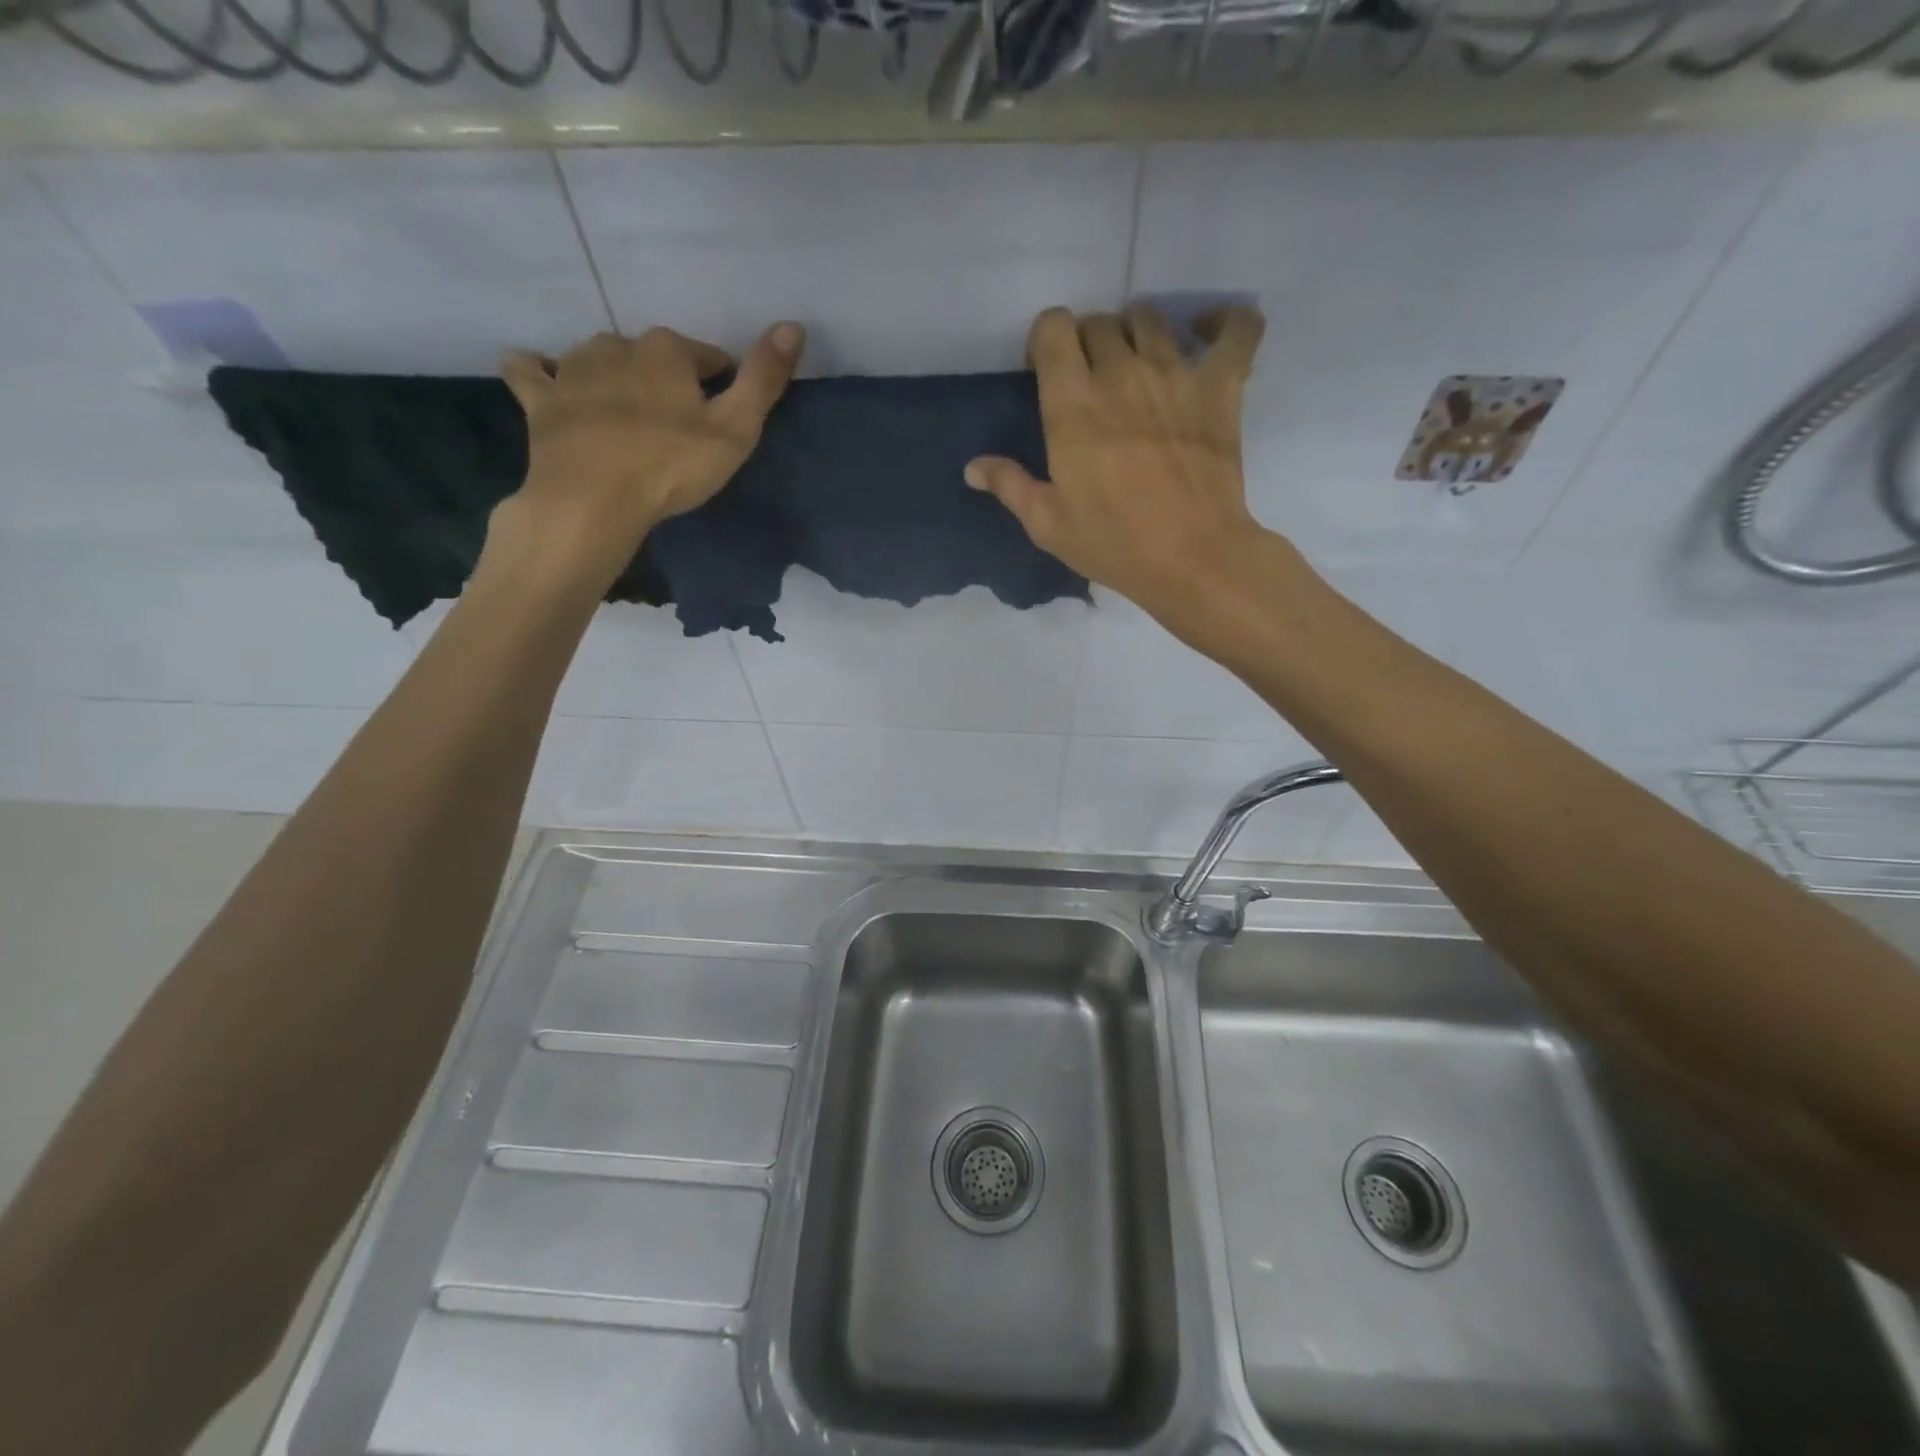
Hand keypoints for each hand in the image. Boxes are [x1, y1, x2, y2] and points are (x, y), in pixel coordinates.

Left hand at [482, 321, 804, 594]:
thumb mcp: (736, 429)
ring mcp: (572, 369)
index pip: (705, 356)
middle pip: (651, 354)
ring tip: (625, 408)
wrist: (593, 498)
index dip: (718, 381)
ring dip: (614, 373)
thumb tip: (793, 325)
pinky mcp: (540, 399)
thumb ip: (764, 379)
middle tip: (676, 419)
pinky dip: (538, 371)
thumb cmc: (672, 465)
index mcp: (667, 352)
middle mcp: (618, 346)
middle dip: (666, 377)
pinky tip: (546, 380)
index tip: (723, 411)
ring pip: (598, 356)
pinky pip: (531, 371)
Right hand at [965, 304, 1270, 628]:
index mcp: (1072, 405)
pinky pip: (1237, 331)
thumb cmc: (1113, 544)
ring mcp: (1176, 374)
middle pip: (1100, 322)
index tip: (1046, 369)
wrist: (1191, 557)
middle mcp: (1121, 373)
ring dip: (1137, 331)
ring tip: (1138, 361)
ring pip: (1152, 318)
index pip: (1054, 329)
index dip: (1047, 339)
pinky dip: (1226, 321)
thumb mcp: (1048, 524)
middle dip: (1088, 341)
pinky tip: (1210, 331)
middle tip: (1090, 378)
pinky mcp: (1221, 387)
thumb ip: (1010, 485)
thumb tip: (973, 467)